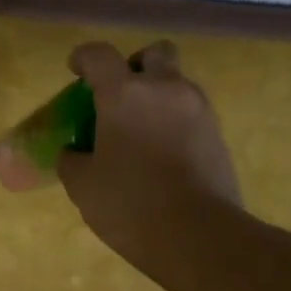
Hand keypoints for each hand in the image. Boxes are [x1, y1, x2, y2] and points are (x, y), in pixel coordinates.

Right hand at [56, 40, 241, 260]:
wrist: (200, 236)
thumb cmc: (130, 204)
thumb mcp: (83, 185)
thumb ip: (73, 160)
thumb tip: (75, 152)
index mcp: (124, 94)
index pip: (100, 55)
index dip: (84, 57)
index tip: (75, 70)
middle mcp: (165, 90)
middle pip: (155, 53)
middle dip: (136, 65)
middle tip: (120, 94)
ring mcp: (198, 110)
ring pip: (177, 84)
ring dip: (158, 96)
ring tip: (140, 131)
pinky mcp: (218, 136)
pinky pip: (191, 114)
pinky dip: (174, 123)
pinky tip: (161, 154)